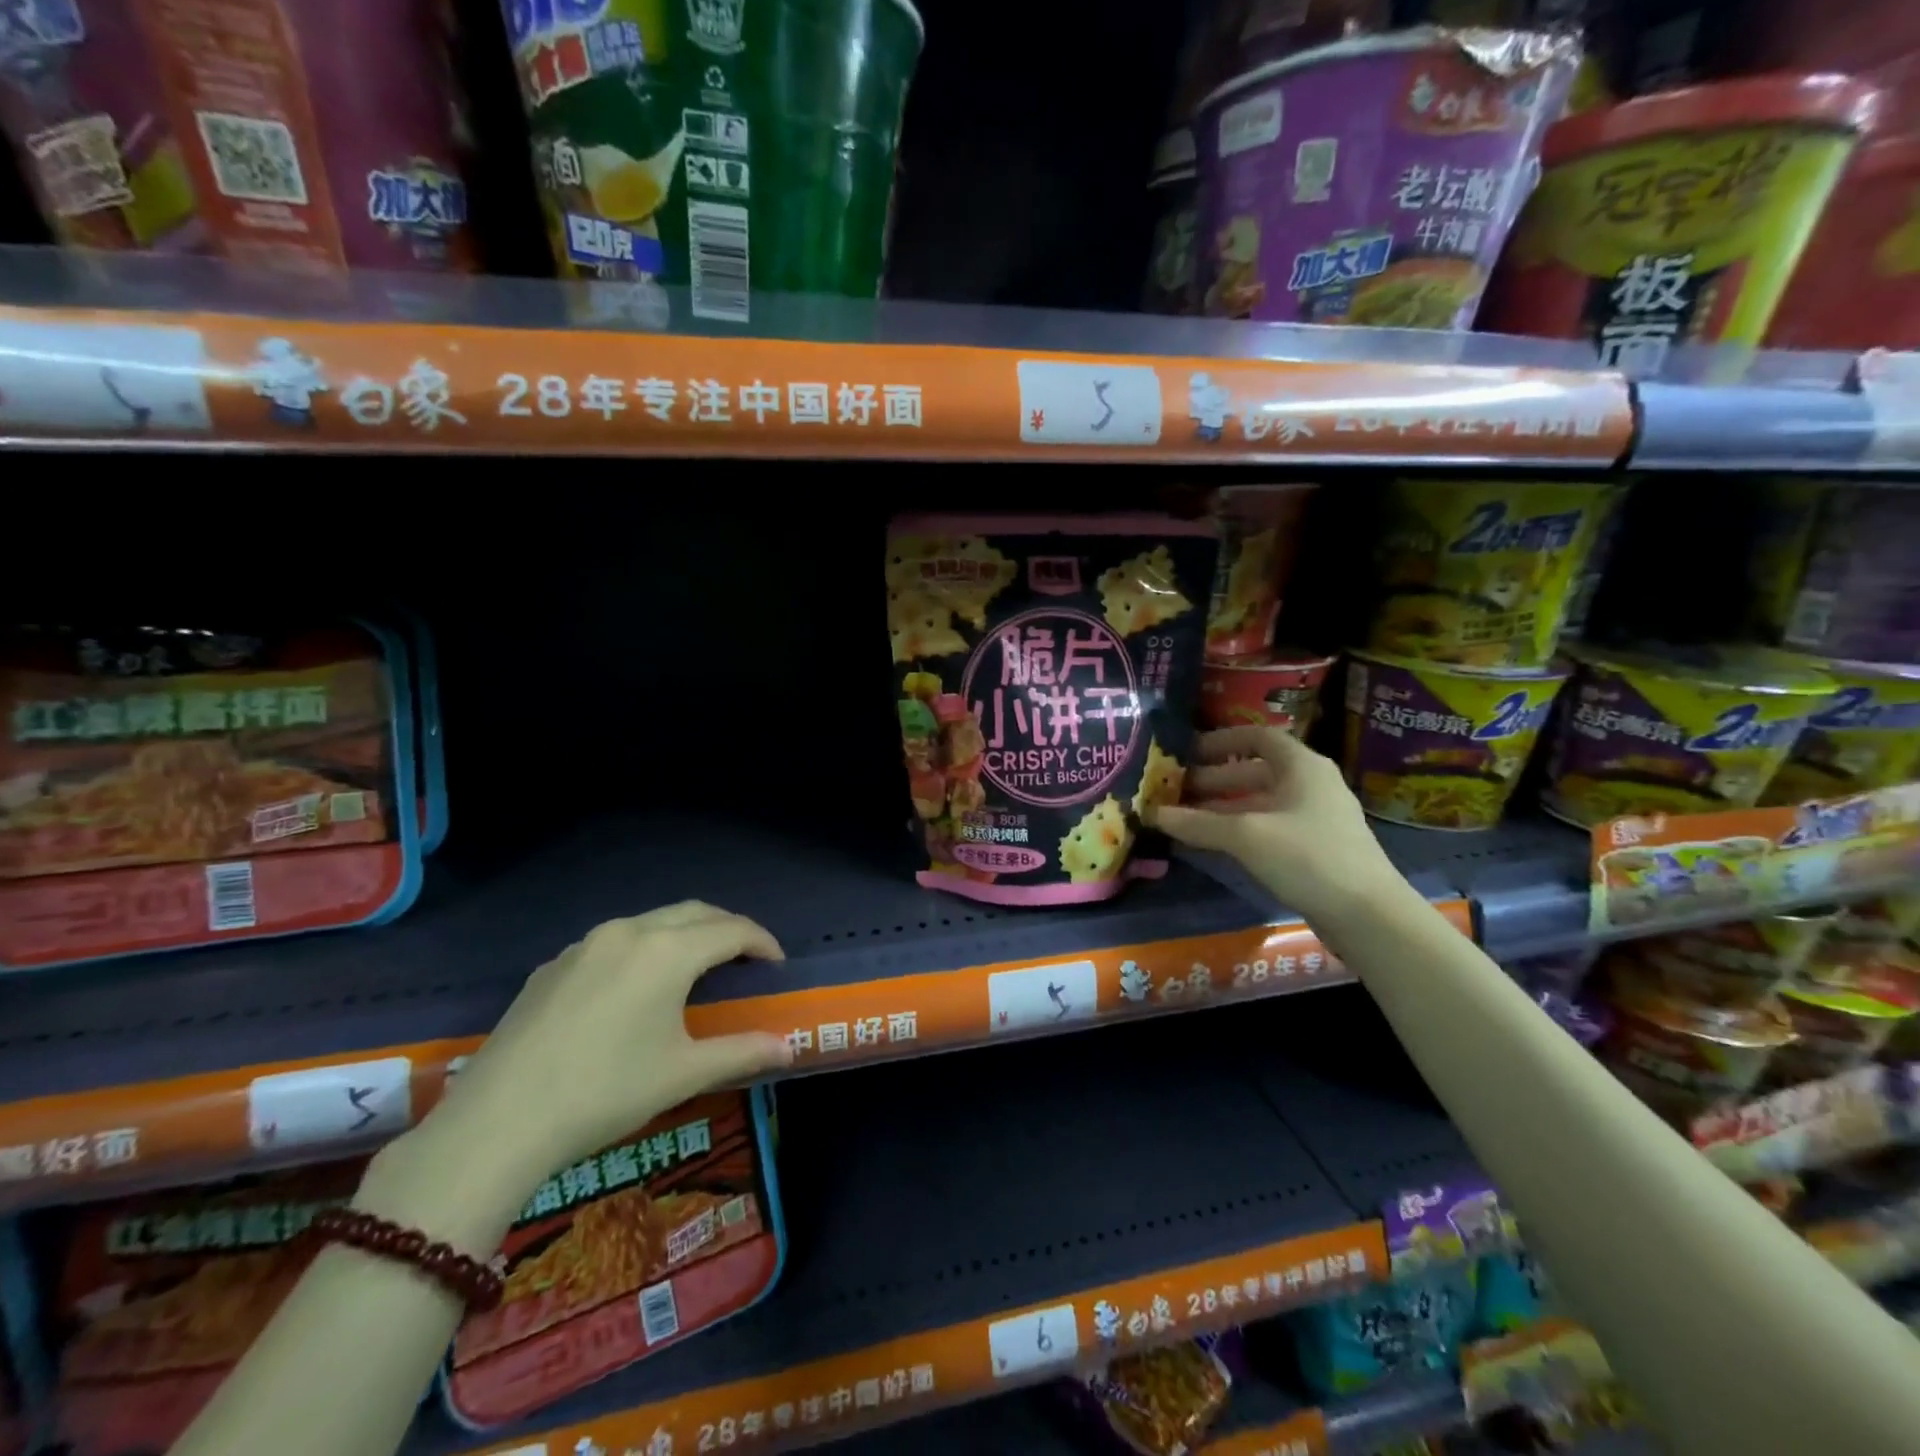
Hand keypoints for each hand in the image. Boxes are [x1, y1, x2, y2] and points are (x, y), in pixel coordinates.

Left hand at [424, 902, 791, 1186]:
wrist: (497, 1123)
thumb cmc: (605, 1092)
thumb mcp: (682, 1074)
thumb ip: (742, 1052)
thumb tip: (788, 1048)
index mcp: (667, 951)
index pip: (732, 930)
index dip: (762, 942)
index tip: (777, 965)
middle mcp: (629, 932)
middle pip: (694, 912)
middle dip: (727, 928)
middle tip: (745, 959)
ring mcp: (585, 945)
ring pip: (651, 922)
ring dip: (684, 934)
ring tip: (696, 969)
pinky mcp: (553, 965)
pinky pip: (613, 942)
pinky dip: (643, 949)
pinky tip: (634, 989)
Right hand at [1146, 726, 1407, 925]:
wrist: (1368, 915)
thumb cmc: (1307, 857)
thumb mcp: (1246, 836)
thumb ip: (1198, 823)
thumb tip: (1153, 813)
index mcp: (1302, 766)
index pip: (1258, 737)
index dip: (1221, 741)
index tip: (1187, 753)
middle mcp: (1310, 784)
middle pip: (1255, 771)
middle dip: (1213, 779)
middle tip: (1175, 791)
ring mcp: (1315, 818)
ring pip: (1260, 802)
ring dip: (1222, 807)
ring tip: (1185, 819)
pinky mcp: (1315, 848)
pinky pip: (1268, 826)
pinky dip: (1239, 829)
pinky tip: (1214, 844)